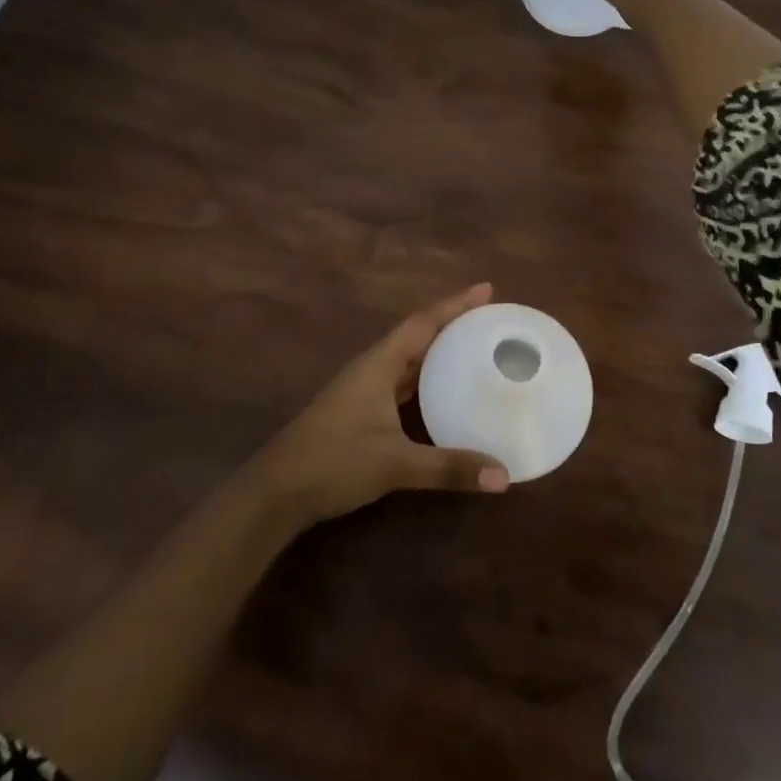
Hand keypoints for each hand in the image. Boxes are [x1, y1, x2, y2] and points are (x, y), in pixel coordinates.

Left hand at [252, 284, 508, 527]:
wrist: (276, 491)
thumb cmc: (334, 462)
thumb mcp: (395, 464)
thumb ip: (448, 467)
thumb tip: (504, 477)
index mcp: (379, 364)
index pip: (423, 323)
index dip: (455, 305)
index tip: (487, 289)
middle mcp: (372, 369)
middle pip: (418, 336)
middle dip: (452, 324)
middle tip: (491, 320)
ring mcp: (363, 390)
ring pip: (408, 360)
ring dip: (439, 351)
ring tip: (475, 348)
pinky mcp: (360, 412)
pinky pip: (401, 383)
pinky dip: (426, 379)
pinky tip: (443, 393)